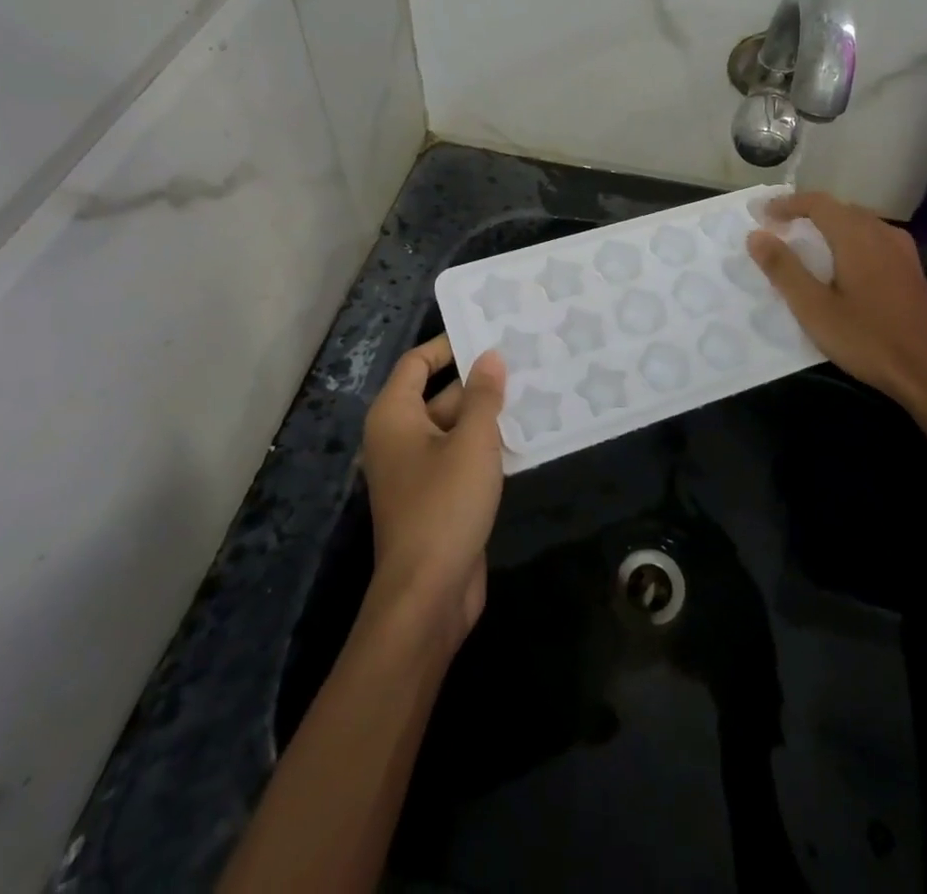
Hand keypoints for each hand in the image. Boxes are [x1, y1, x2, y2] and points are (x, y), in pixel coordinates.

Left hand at [361, 336, 507, 644]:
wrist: (429, 594)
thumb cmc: (445, 505)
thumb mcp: (471, 442)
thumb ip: (482, 395)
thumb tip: (490, 356)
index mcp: (394, 416)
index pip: (417, 363)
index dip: (449, 344)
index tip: (488, 332)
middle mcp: (399, 437)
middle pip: (438, 393)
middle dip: (478, 379)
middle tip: (523, 359)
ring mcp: (417, 470)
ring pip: (454, 427)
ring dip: (487, 413)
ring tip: (533, 389)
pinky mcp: (436, 496)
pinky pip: (461, 456)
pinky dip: (486, 444)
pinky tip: (524, 434)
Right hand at [747, 193, 926, 427]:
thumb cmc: (868, 339)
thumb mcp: (814, 308)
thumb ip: (784, 269)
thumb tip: (756, 235)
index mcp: (857, 236)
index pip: (817, 202)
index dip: (787, 204)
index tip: (762, 215)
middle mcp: (882, 233)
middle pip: (840, 209)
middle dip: (807, 213)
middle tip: (779, 229)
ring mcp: (903, 251)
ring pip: (859, 223)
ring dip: (829, 227)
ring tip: (806, 245)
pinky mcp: (912, 270)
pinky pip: (874, 239)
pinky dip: (849, 240)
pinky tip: (843, 266)